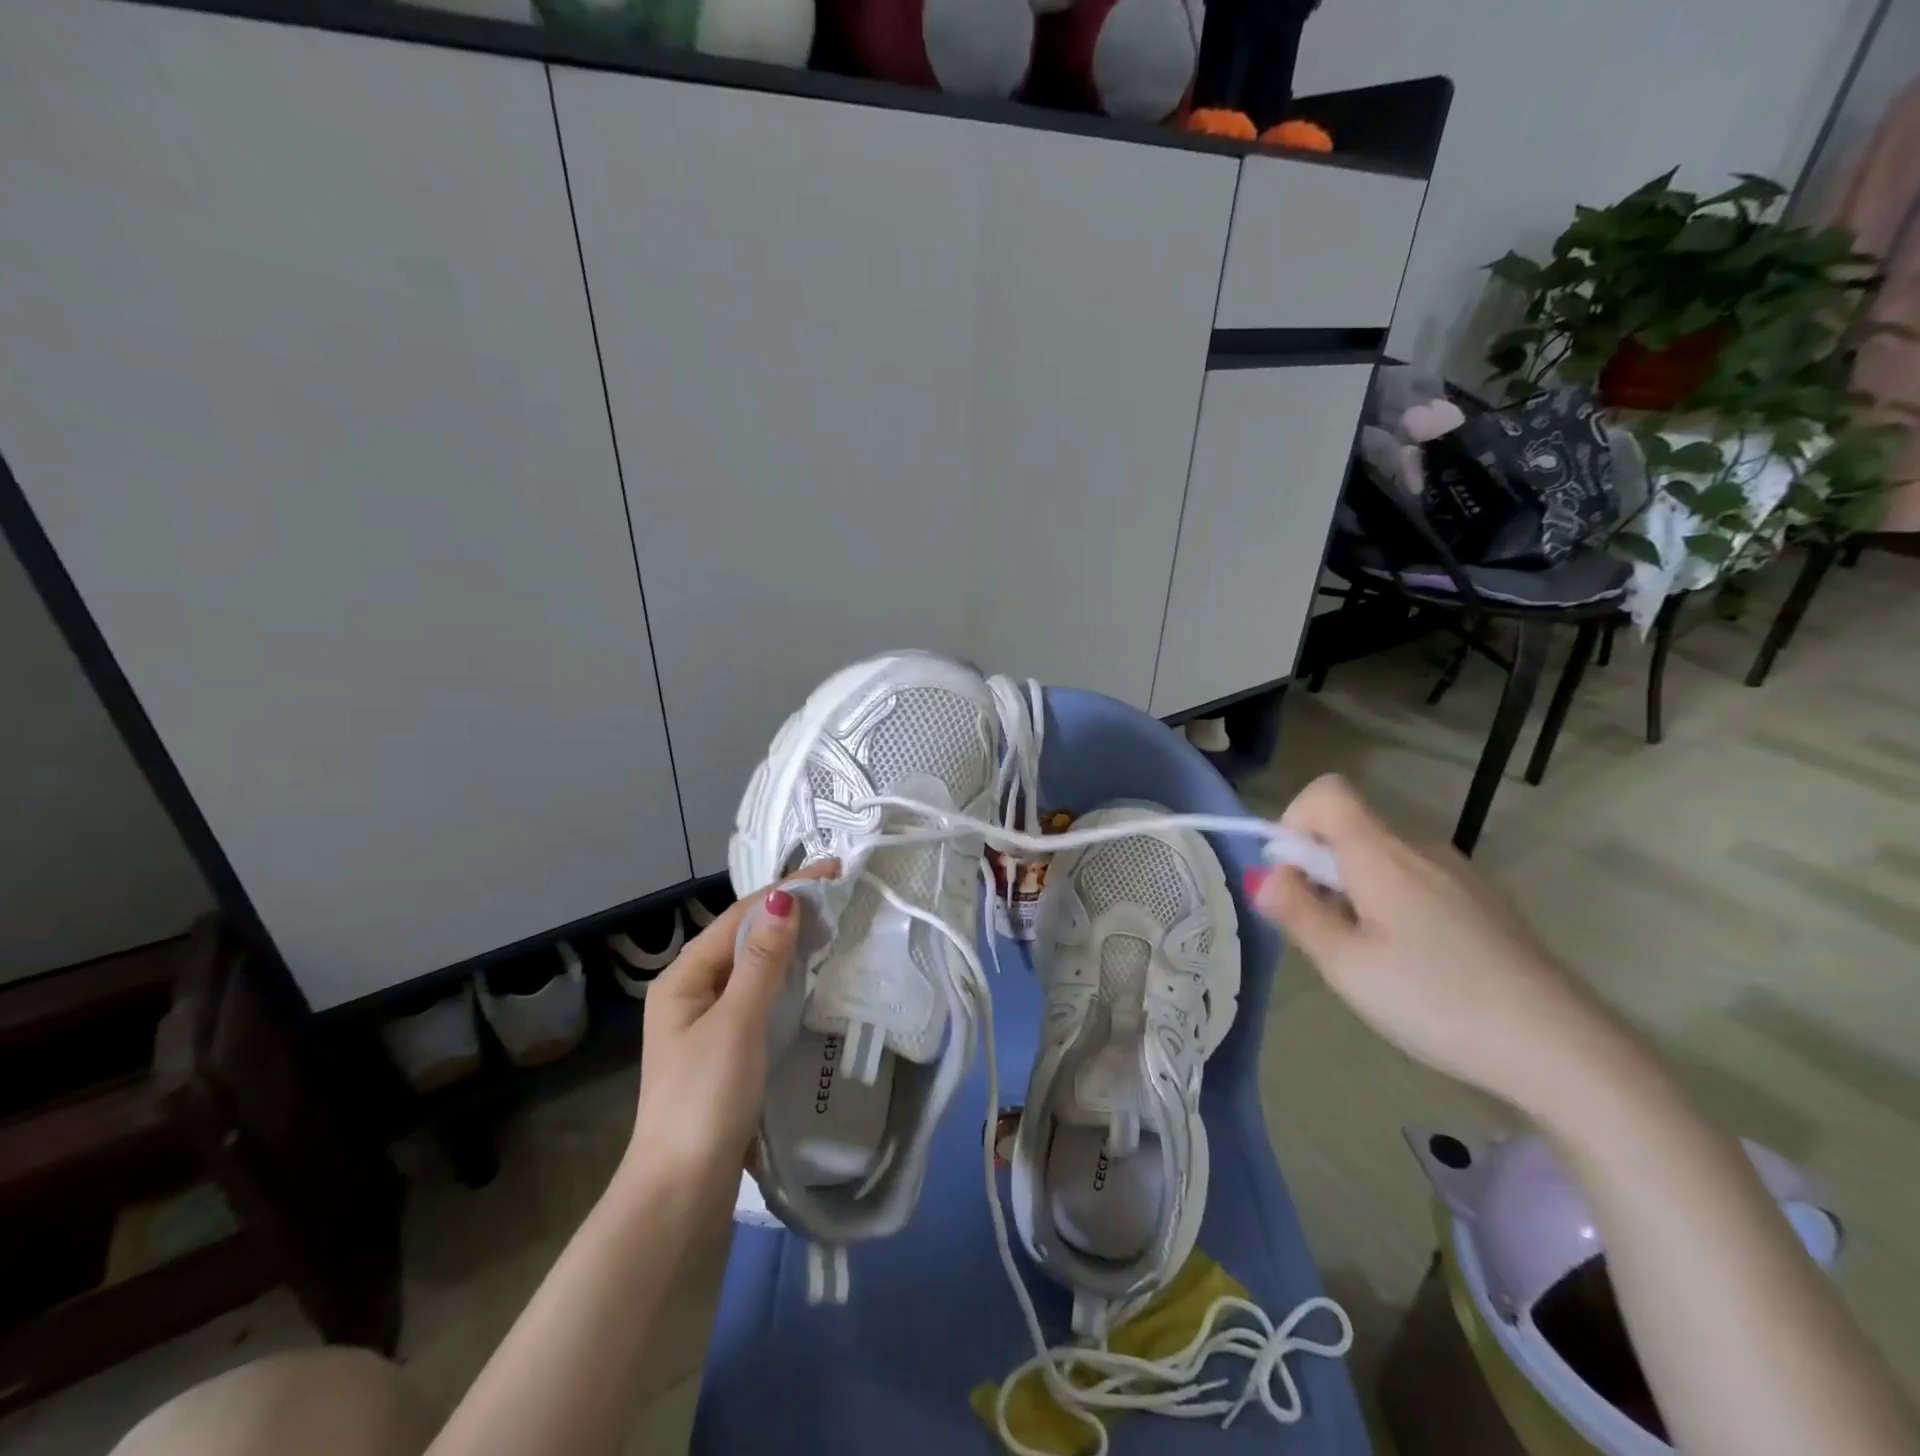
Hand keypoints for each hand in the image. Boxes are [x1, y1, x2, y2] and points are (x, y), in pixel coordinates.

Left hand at [621, 863, 837, 1208]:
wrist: (680, 1193)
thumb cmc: (705, 1099)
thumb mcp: (737, 1023)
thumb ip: (762, 961)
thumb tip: (784, 898)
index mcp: (683, 978)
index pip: (740, 917)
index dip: (786, 890)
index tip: (832, 872)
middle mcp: (691, 991)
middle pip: (744, 937)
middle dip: (788, 912)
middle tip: (838, 895)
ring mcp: (707, 1021)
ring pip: (753, 966)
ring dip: (788, 942)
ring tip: (831, 924)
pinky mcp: (725, 1048)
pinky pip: (758, 995)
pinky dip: (785, 976)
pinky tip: (809, 975)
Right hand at [1249, 774, 1634, 1118]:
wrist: (1565, 1051)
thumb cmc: (1436, 1001)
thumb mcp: (1346, 964)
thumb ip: (1298, 912)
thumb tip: (1269, 877)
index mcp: (1382, 853)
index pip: (1326, 792)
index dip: (1294, 821)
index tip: (1293, 878)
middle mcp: (1421, 849)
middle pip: (1352, 832)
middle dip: (1320, 874)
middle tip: (1328, 940)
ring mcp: (1460, 876)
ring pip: (1383, 864)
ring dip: (1356, 897)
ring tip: (1374, 964)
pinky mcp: (1486, 905)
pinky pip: (1418, 886)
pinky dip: (1394, 910)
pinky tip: (1418, 971)